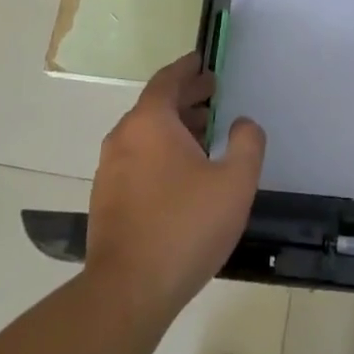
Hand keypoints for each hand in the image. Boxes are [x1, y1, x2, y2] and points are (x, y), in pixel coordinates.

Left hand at [85, 52, 265, 320]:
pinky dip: (160, 151)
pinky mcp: (106, 199)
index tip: (203, 61)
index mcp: (150, 121)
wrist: (128, 292)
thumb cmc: (185, 227)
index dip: (188, 68)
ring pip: (145, 133)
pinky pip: (136, 158)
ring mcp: (110, 169)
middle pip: (156, 105)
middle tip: (213, 95)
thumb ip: (247, 143)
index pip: (168, 79)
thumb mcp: (235, 182)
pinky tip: (182, 174)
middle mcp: (124, 137)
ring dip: (174, 126)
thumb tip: (242, 123)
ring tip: (204, 134)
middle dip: (186, 97)